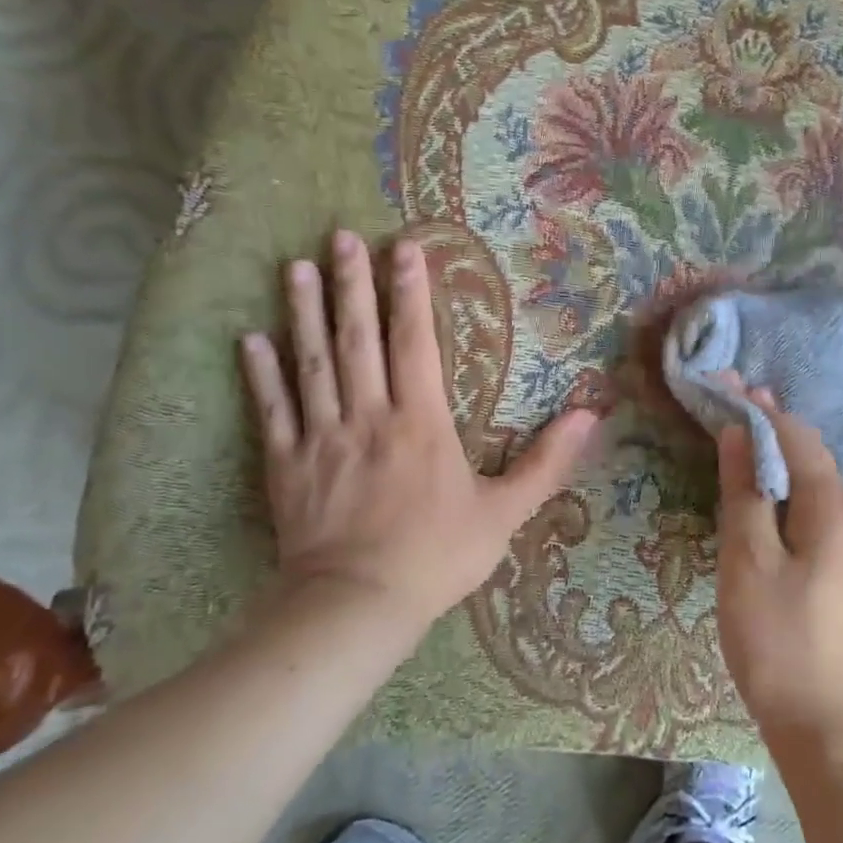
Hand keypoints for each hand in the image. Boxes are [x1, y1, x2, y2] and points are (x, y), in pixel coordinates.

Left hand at [239, 230, 595, 640]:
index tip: (405, 248)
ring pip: (311, 363)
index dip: (410, 292)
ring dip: (303, 313)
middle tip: (341, 236)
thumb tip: (591, 415)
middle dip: (352, 284)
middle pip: (358, 338)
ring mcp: (322, 437)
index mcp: (421, 422)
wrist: (357, 606)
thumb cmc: (438, 556)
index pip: (415, 342)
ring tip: (295, 267)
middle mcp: (368, 415)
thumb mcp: (506, 512)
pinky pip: (272, 409)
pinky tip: (251, 339)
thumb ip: (547, 461)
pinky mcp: (287, 465)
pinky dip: (261, 373)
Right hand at [715, 392, 842, 765]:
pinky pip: (824, 514)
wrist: (830, 727)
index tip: (729, 383)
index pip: (797, 436)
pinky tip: (774, 501)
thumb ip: (744, 492)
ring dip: (786, 460)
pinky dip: (795, 493)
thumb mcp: (748, 561)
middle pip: (814, 456)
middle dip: (774, 428)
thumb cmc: (779, 640)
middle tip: (734, 406)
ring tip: (749, 444)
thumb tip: (738, 433)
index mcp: (834, 506)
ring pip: (821, 485)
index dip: (761, 408)